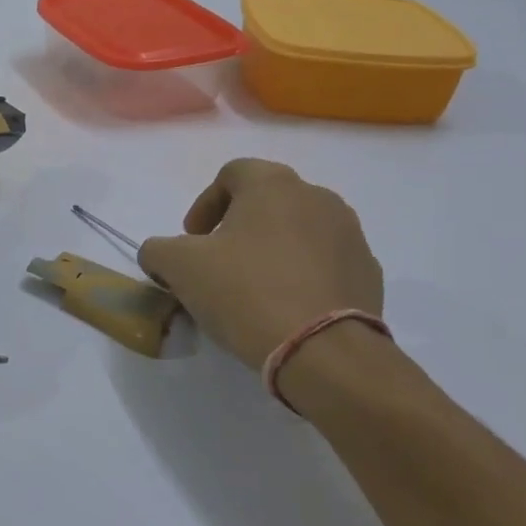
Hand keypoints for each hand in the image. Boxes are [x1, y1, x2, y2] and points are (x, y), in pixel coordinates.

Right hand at [138, 158, 382, 370]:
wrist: (323, 351)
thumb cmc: (245, 292)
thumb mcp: (179, 267)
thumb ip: (158, 250)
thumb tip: (160, 254)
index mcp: (273, 185)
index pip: (231, 173)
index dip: (204, 204)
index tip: (192, 240)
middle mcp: (318, 198)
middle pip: (267, 202)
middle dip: (237, 228)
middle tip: (217, 264)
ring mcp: (350, 235)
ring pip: (298, 232)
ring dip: (271, 251)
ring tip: (251, 289)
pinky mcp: (368, 273)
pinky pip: (324, 264)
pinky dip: (301, 276)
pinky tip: (285, 308)